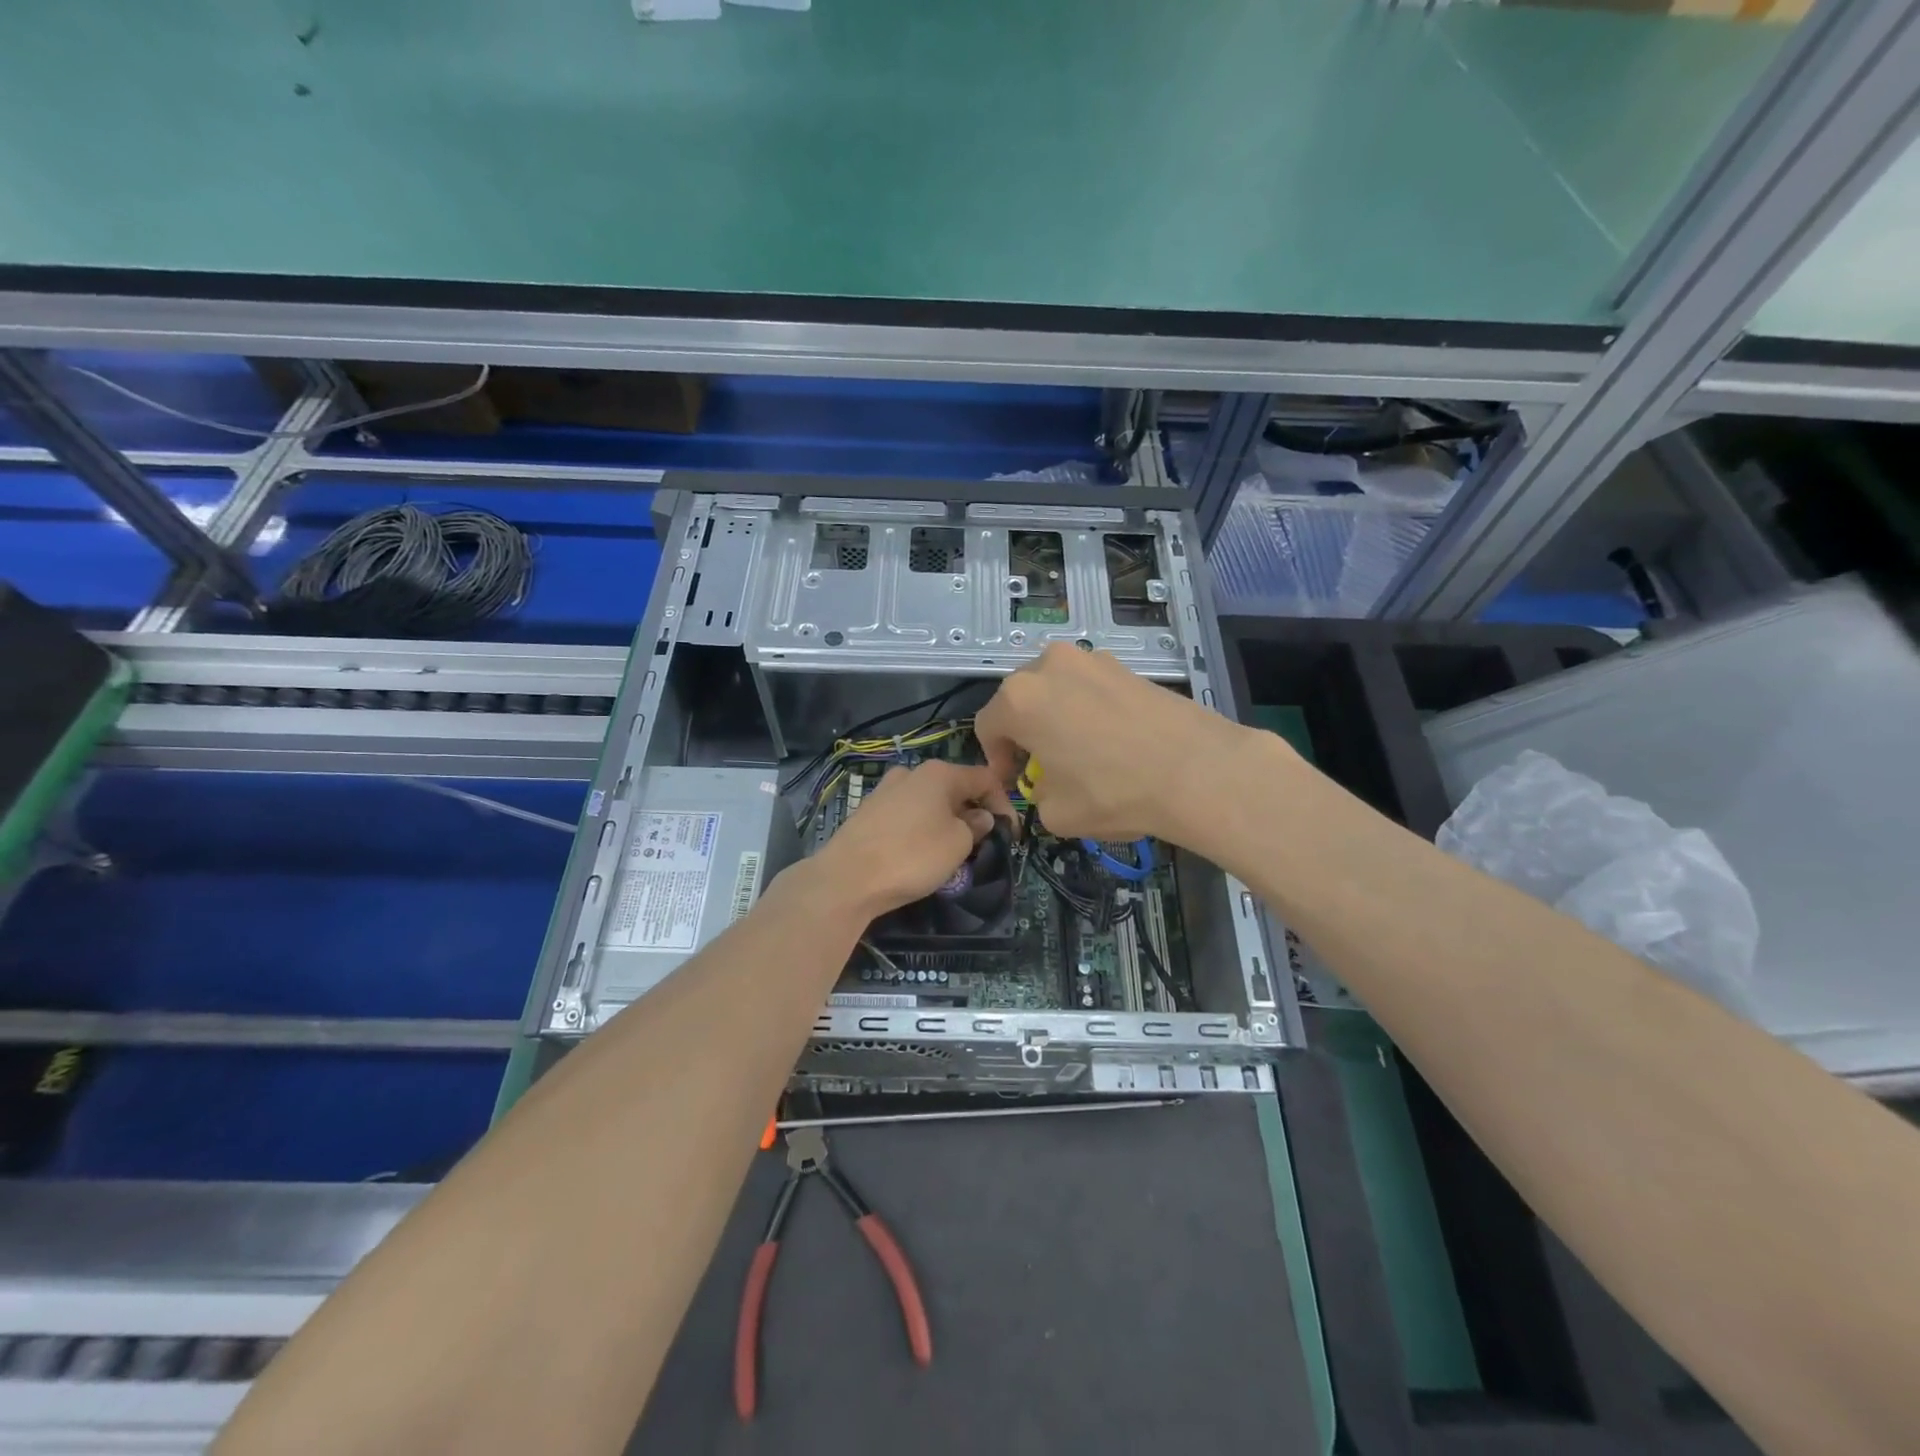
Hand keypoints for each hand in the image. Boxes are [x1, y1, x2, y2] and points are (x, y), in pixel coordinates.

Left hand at [810, 760, 1011, 919]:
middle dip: (972, 813)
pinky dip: (921, 828)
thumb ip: (975, 826)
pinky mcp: (868, 811)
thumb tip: (978, 817)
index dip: (1003, 804)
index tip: (1010, 834)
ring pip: (929, 802)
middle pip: (955, 788)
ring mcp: (885, 790)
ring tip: (951, 851)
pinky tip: (919, 853)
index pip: (985, 779)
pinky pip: (907, 815)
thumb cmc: (912, 856)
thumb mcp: (958, 844)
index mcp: (939, 773)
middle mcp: (911, 773)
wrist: (847, 878)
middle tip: (982, 844)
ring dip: (946, 821)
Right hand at [974, 643, 1262, 842]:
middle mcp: (1049, 666)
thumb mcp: (1055, 813)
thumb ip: (1036, 794)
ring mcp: (1091, 660)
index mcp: (1020, 698)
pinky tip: (1113, 741)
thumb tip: (1047, 784)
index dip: (996, 759)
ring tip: (1081, 751)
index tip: (1015, 782)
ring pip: (1056, 690)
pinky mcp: (1126, 666)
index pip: (988, 726)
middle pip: (1020, 701)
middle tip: (1044, 766)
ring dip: (1057, 718)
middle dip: (1025, 733)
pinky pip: (1090, 688)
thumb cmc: (1113, 792)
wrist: (1196, 770)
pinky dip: (1089, 710)